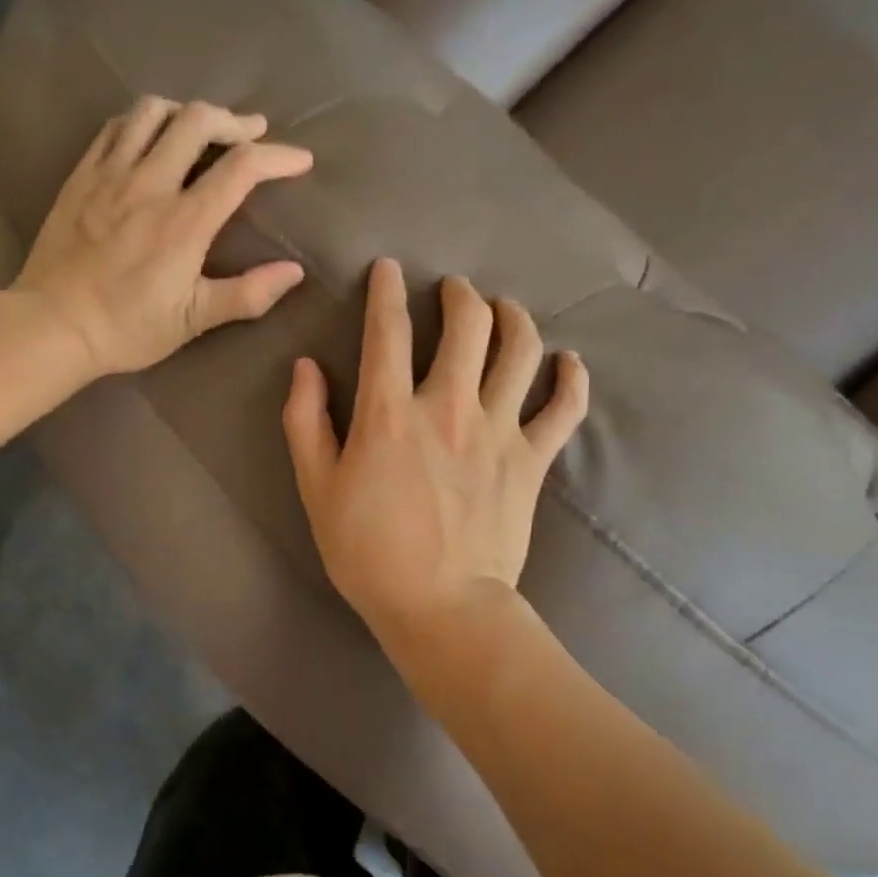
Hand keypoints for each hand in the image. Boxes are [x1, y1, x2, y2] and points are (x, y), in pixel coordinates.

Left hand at [14, 97, 314, 376]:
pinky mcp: (82, 176)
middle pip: (198, 120)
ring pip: (152, 112)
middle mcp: (150, 184)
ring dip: (186, 111)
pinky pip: (115, 127)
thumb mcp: (193, 320)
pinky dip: (142, 121)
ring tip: (201, 128)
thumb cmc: (128, 328)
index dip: (278, 157)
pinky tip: (151, 136)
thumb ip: (247, 294)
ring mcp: (111, 174)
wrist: (53, 325)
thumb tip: (294, 272)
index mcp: (185, 222)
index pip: (242, 168)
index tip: (300, 160)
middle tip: (252, 133)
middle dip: (234, 120)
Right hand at [283, 258, 588, 649]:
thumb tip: (306, 368)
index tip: (389, 269)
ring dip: (513, 318)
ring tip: (505, 309)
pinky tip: (568, 362)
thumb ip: (306, 423)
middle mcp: (448, 406)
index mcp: (390, 413)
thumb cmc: (369, 552)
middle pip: (466, 325)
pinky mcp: (531, 460)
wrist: (441, 607)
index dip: (386, 290)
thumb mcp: (317, 490)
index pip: (388, 330)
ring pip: (519, 351)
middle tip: (454, 290)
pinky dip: (571, 379)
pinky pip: (564, 408)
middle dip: (459, 295)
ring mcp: (498, 430)